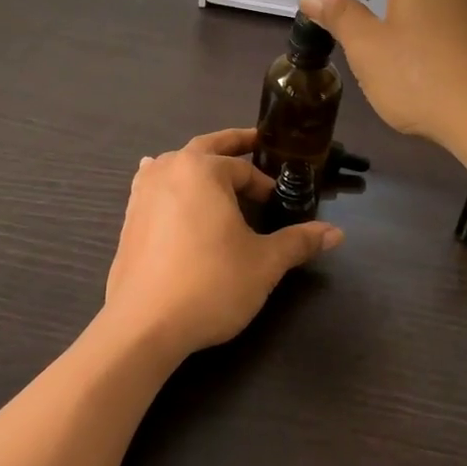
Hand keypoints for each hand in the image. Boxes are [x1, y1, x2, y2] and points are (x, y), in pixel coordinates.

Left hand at [102, 129, 342, 362]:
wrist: (144, 324)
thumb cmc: (211, 284)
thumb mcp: (264, 263)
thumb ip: (298, 241)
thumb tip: (337, 233)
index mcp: (202, 170)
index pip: (243, 168)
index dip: (265, 184)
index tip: (279, 202)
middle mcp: (169, 170)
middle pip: (206, 147)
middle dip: (232, 144)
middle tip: (255, 141)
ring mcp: (143, 193)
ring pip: (175, 163)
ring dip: (197, 162)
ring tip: (213, 166)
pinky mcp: (129, 218)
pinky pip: (153, 185)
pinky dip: (168, 181)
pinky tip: (166, 187)